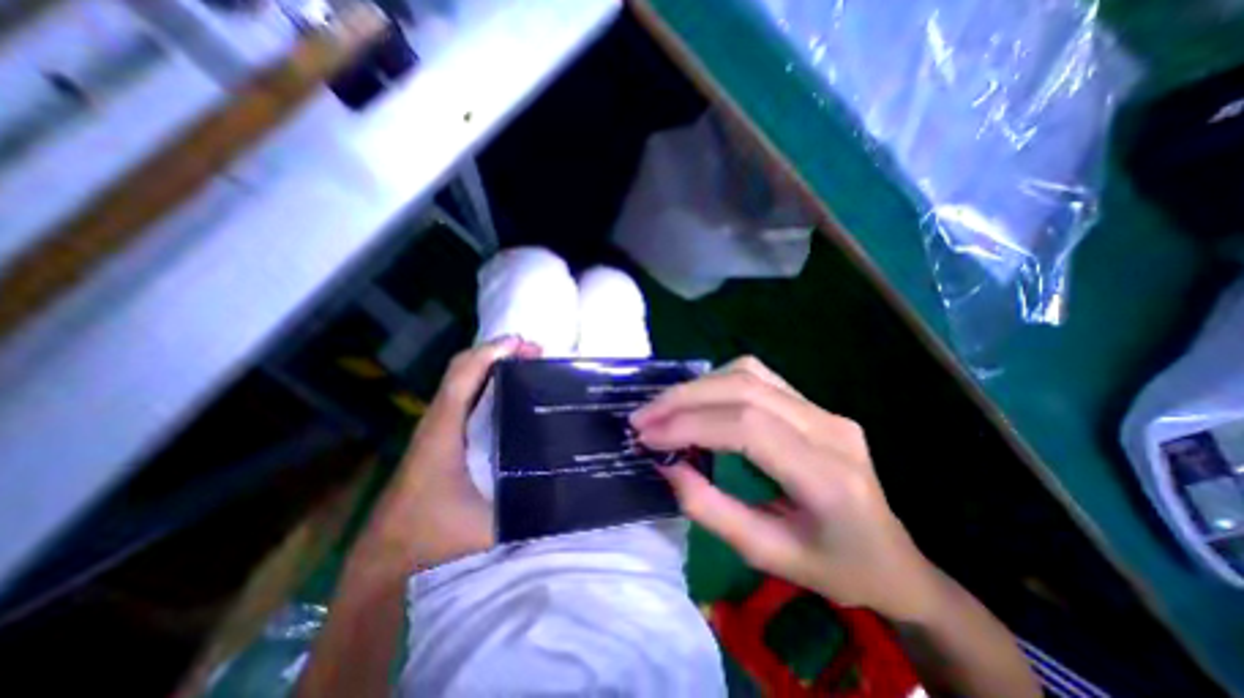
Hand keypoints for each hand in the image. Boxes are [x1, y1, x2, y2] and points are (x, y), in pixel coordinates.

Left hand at [354, 335, 539, 575]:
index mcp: (443, 435)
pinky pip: (461, 400)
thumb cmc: (433, 546)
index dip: (491, 354)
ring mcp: (434, 434)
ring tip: (525, 364)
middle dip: (496, 354)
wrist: (383, 572)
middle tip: (534, 351)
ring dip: (490, 367)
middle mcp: (435, 426)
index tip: (523, 344)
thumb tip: (571, 488)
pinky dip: (483, 385)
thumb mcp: (491, 528)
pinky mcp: (437, 444)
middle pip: (461, 372)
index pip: (463, 378)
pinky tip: (506, 394)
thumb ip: (530, 509)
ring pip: (460, 384)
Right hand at [635, 358, 937, 618]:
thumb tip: (666, 467)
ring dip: (697, 386)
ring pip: (748, 372)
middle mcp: (829, 428)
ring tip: (663, 409)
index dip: (689, 424)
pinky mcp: (814, 404)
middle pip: (744, 387)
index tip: (647, 436)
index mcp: (827, 476)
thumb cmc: (836, 569)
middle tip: (643, 417)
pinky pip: (757, 377)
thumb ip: (711, 510)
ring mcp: (824, 409)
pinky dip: (716, 384)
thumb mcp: (768, 555)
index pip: (746, 427)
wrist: (894, 558)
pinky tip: (697, 403)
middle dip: (683, 398)